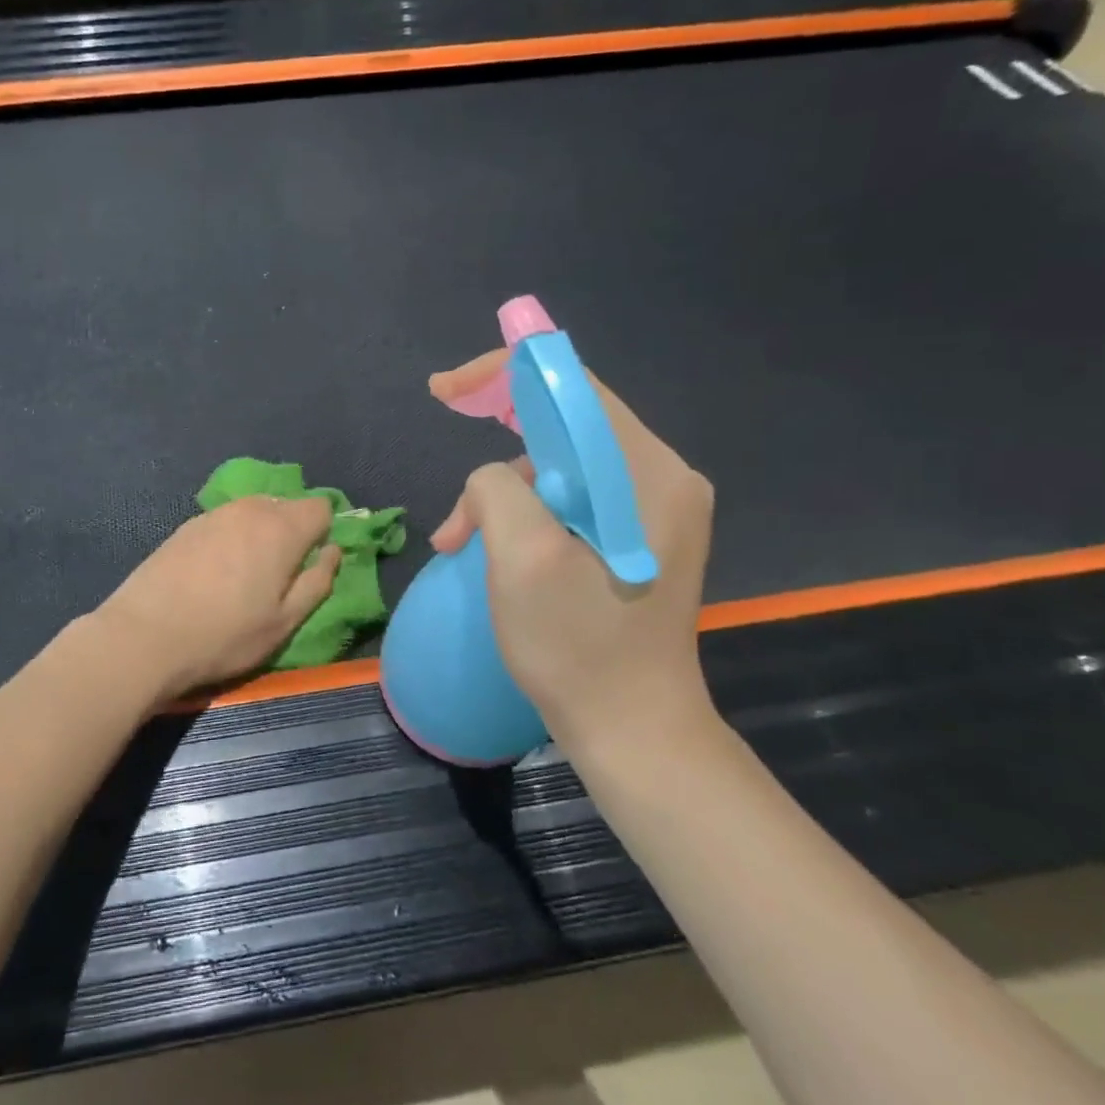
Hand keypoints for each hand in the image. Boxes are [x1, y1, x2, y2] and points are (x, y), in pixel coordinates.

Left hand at [93, 496, 341, 703]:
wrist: (145, 635)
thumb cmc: (225, 635)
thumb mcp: (284, 622)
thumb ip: (317, 581)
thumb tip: (332, 551)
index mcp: (282, 529)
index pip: (321, 507)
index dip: (324, 531)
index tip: (313, 562)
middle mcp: (250, 509)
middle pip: (286, 505)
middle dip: (292, 531)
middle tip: (281, 574)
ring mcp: (214, 514)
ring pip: (253, 512)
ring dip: (260, 533)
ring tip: (247, 574)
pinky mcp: (186, 525)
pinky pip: (225, 522)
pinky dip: (231, 538)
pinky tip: (215, 572)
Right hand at [428, 350, 716, 756]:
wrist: (633, 730)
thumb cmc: (578, 647)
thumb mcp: (523, 559)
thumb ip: (499, 488)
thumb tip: (492, 480)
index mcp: (646, 473)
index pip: (572, 387)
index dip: (504, 374)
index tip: (446, 390)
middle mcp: (659, 477)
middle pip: (565, 419)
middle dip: (498, 428)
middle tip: (446, 423)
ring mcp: (651, 509)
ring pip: (559, 462)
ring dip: (503, 488)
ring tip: (460, 537)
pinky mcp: (633, 535)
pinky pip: (568, 496)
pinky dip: (522, 511)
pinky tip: (488, 546)